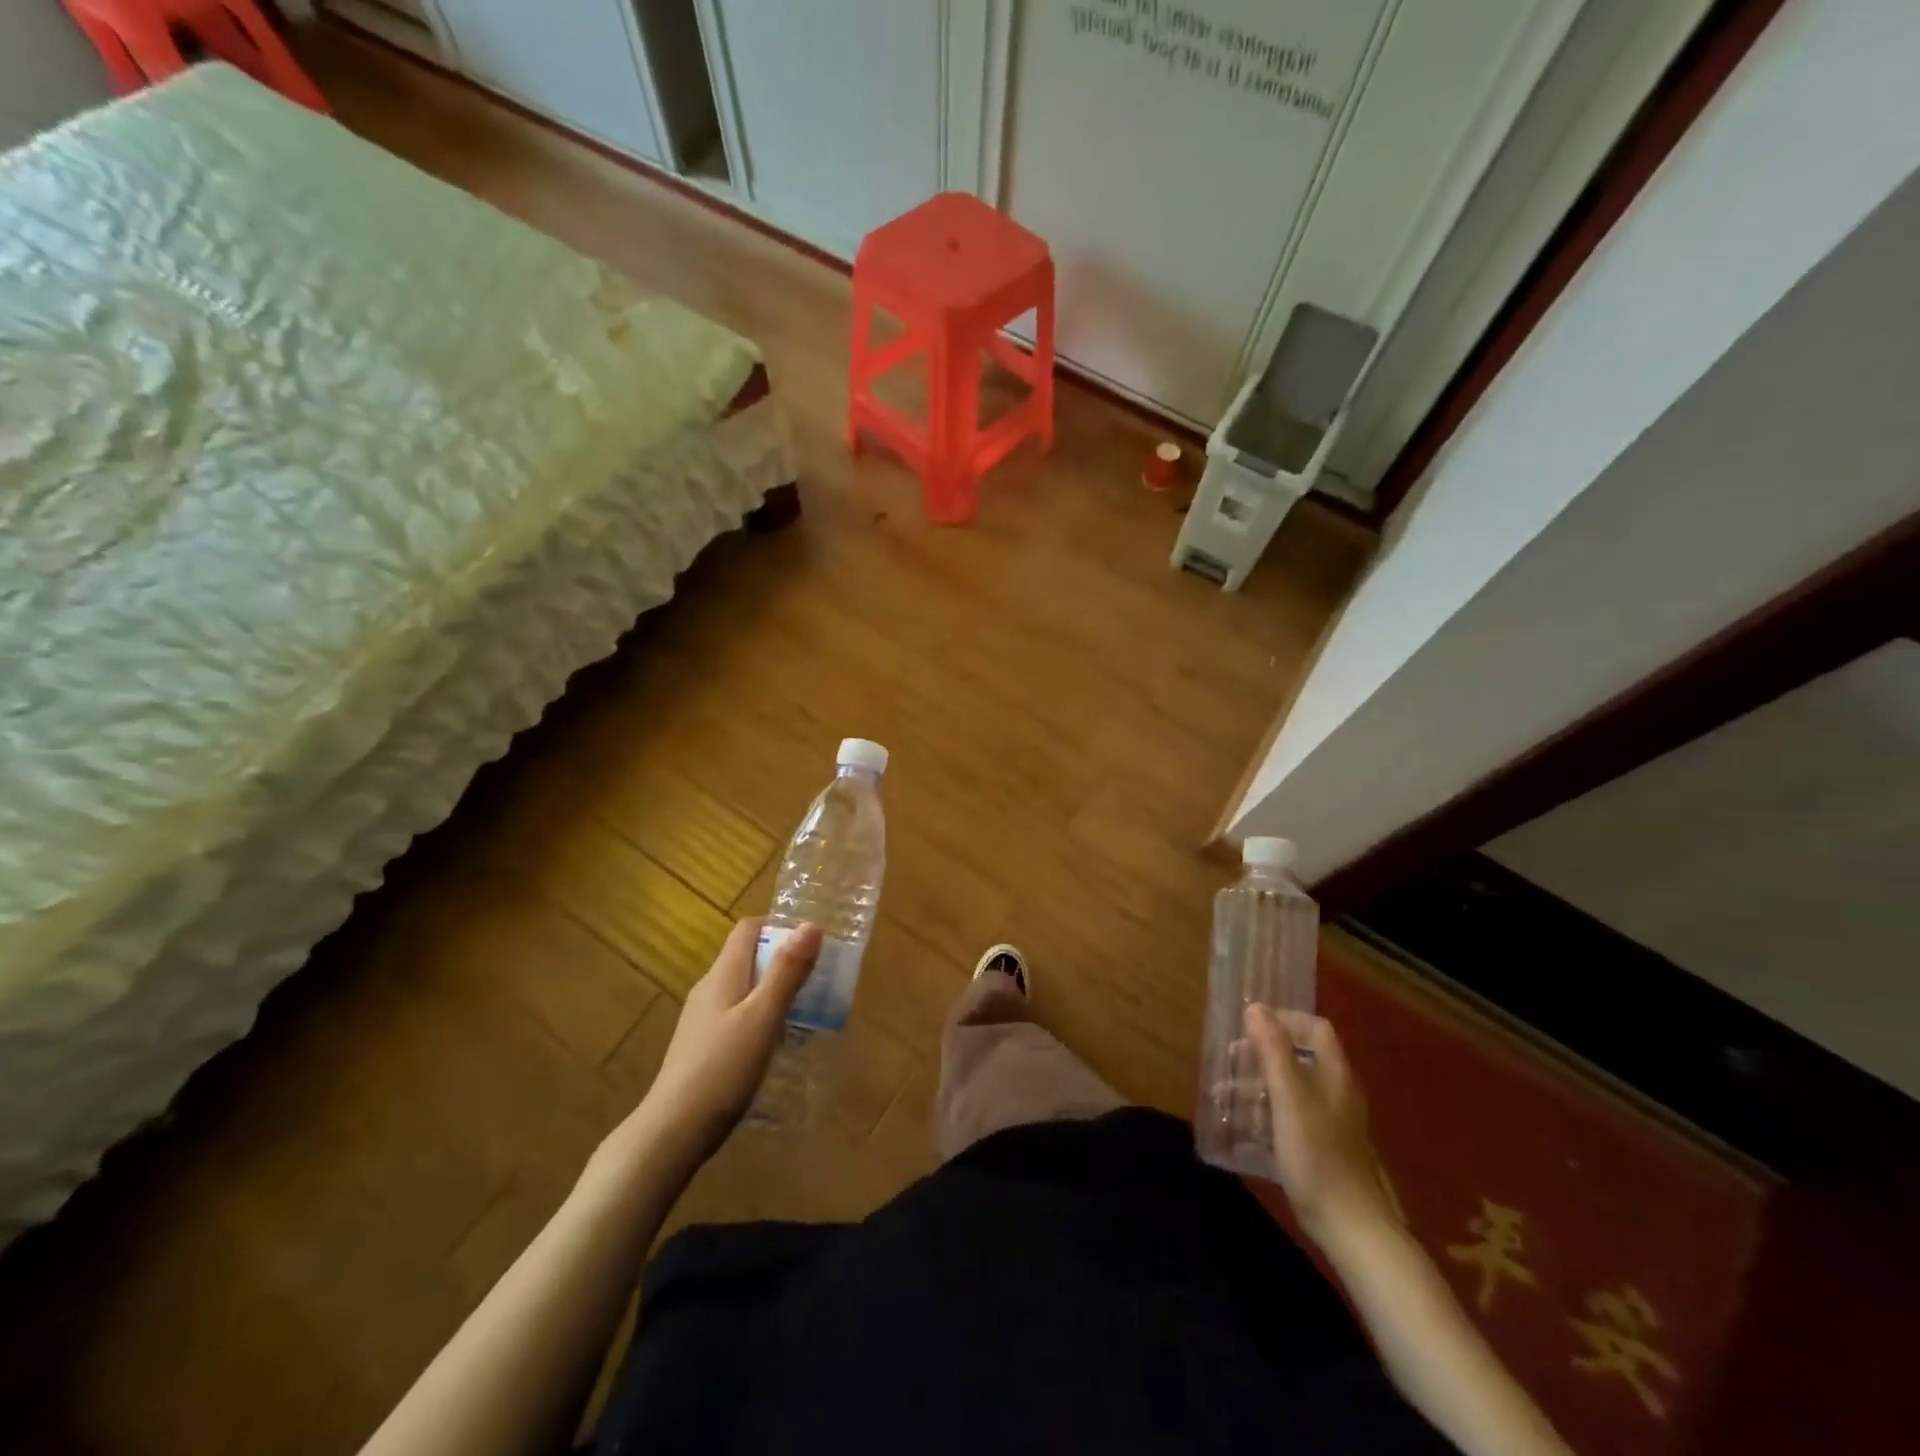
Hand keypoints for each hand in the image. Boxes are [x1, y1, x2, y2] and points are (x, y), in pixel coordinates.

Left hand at [640, 918, 821, 1163]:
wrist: (672, 1133)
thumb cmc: (722, 1069)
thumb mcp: (763, 1017)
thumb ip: (787, 972)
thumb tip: (811, 924)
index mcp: (723, 975)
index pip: (748, 929)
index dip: (780, 927)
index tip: (812, 943)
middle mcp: (709, 989)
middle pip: (748, 958)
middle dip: (784, 961)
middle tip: (818, 979)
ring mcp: (702, 1019)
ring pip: (744, 989)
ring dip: (775, 991)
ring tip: (806, 1012)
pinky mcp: (703, 1047)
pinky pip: (738, 1016)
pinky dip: (762, 1017)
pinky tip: (777, 1044)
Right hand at [1243, 1005, 1398, 1248]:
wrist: (1350, 1226)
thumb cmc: (1317, 1154)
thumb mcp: (1288, 1097)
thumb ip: (1272, 1050)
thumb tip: (1255, 1007)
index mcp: (1334, 1074)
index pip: (1314, 1028)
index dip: (1284, 1021)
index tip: (1249, 1028)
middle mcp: (1336, 1091)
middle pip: (1298, 1056)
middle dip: (1260, 1054)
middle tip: (1229, 1061)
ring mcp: (1330, 1121)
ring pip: (1289, 1087)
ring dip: (1256, 1085)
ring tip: (1222, 1095)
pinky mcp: (1321, 1147)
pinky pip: (1288, 1115)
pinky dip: (1264, 1111)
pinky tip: (1241, 1125)